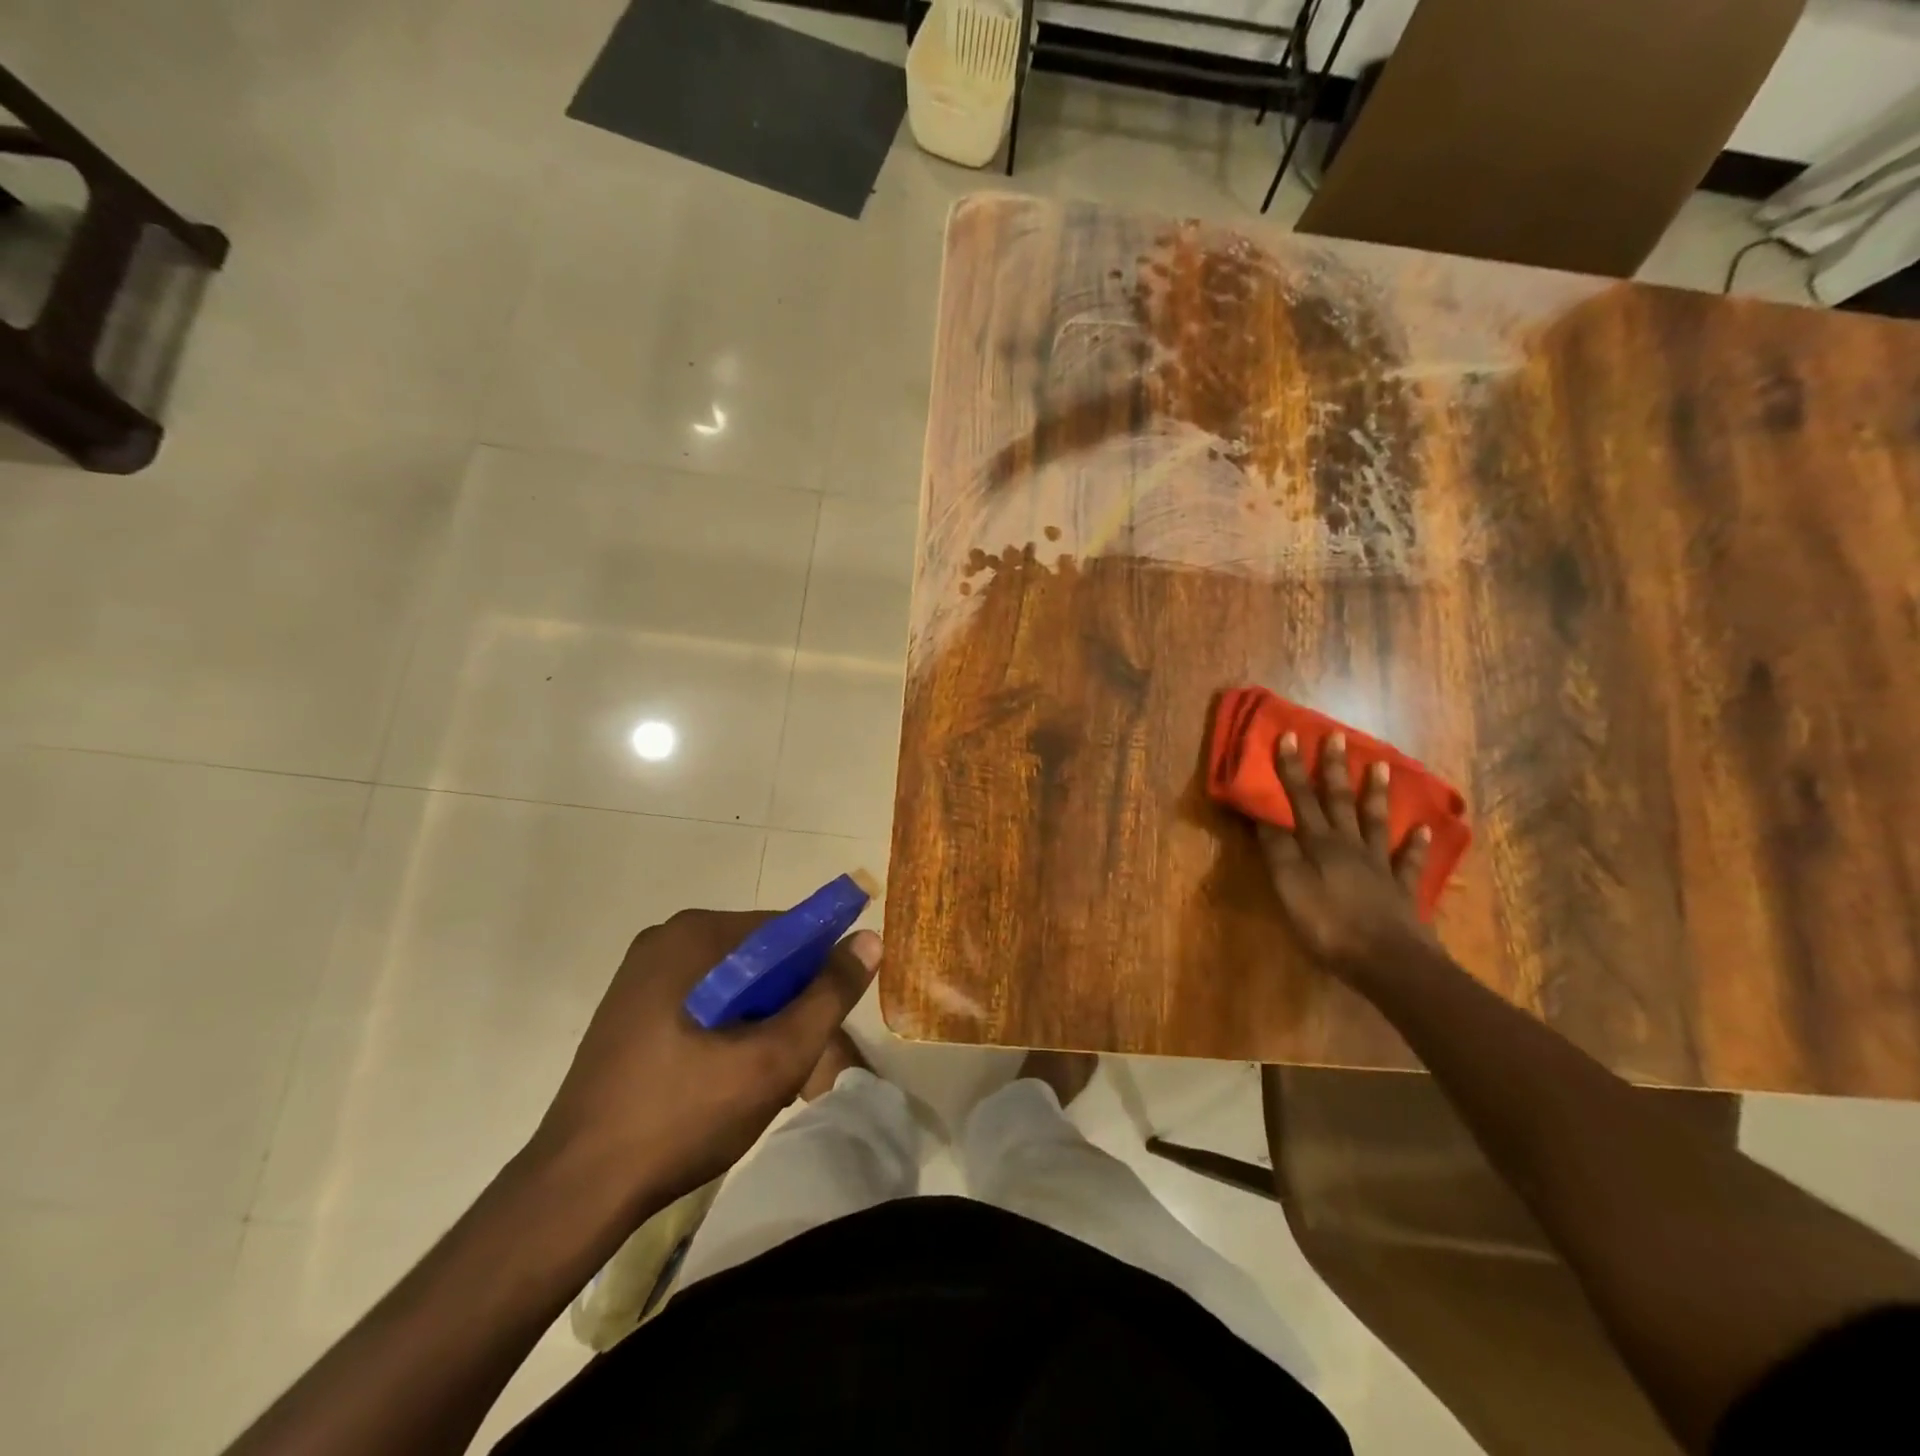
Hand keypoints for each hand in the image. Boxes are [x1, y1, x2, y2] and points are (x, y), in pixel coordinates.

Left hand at [528, 910, 879, 1208]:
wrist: (576, 1191)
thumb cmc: (682, 1115)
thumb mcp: (773, 1058)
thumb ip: (828, 996)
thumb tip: (869, 939)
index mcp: (695, 935)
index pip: (785, 931)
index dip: (815, 973)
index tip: (820, 1025)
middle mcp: (666, 939)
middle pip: (758, 957)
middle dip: (784, 1004)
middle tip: (787, 1062)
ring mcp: (641, 974)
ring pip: (732, 984)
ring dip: (757, 1021)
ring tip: (754, 1079)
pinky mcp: (630, 1009)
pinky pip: (701, 1002)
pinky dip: (725, 1030)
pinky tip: (720, 1080)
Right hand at [1257, 731, 1436, 977]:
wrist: (1388, 963)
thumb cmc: (1328, 924)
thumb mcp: (1289, 886)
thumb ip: (1277, 849)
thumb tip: (1262, 813)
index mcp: (1319, 844)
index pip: (1300, 798)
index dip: (1291, 768)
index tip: (1288, 735)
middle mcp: (1349, 845)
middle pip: (1340, 801)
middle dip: (1334, 768)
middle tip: (1337, 736)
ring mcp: (1380, 865)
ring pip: (1375, 822)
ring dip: (1376, 793)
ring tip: (1381, 765)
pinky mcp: (1401, 889)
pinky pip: (1409, 861)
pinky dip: (1415, 844)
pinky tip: (1422, 829)